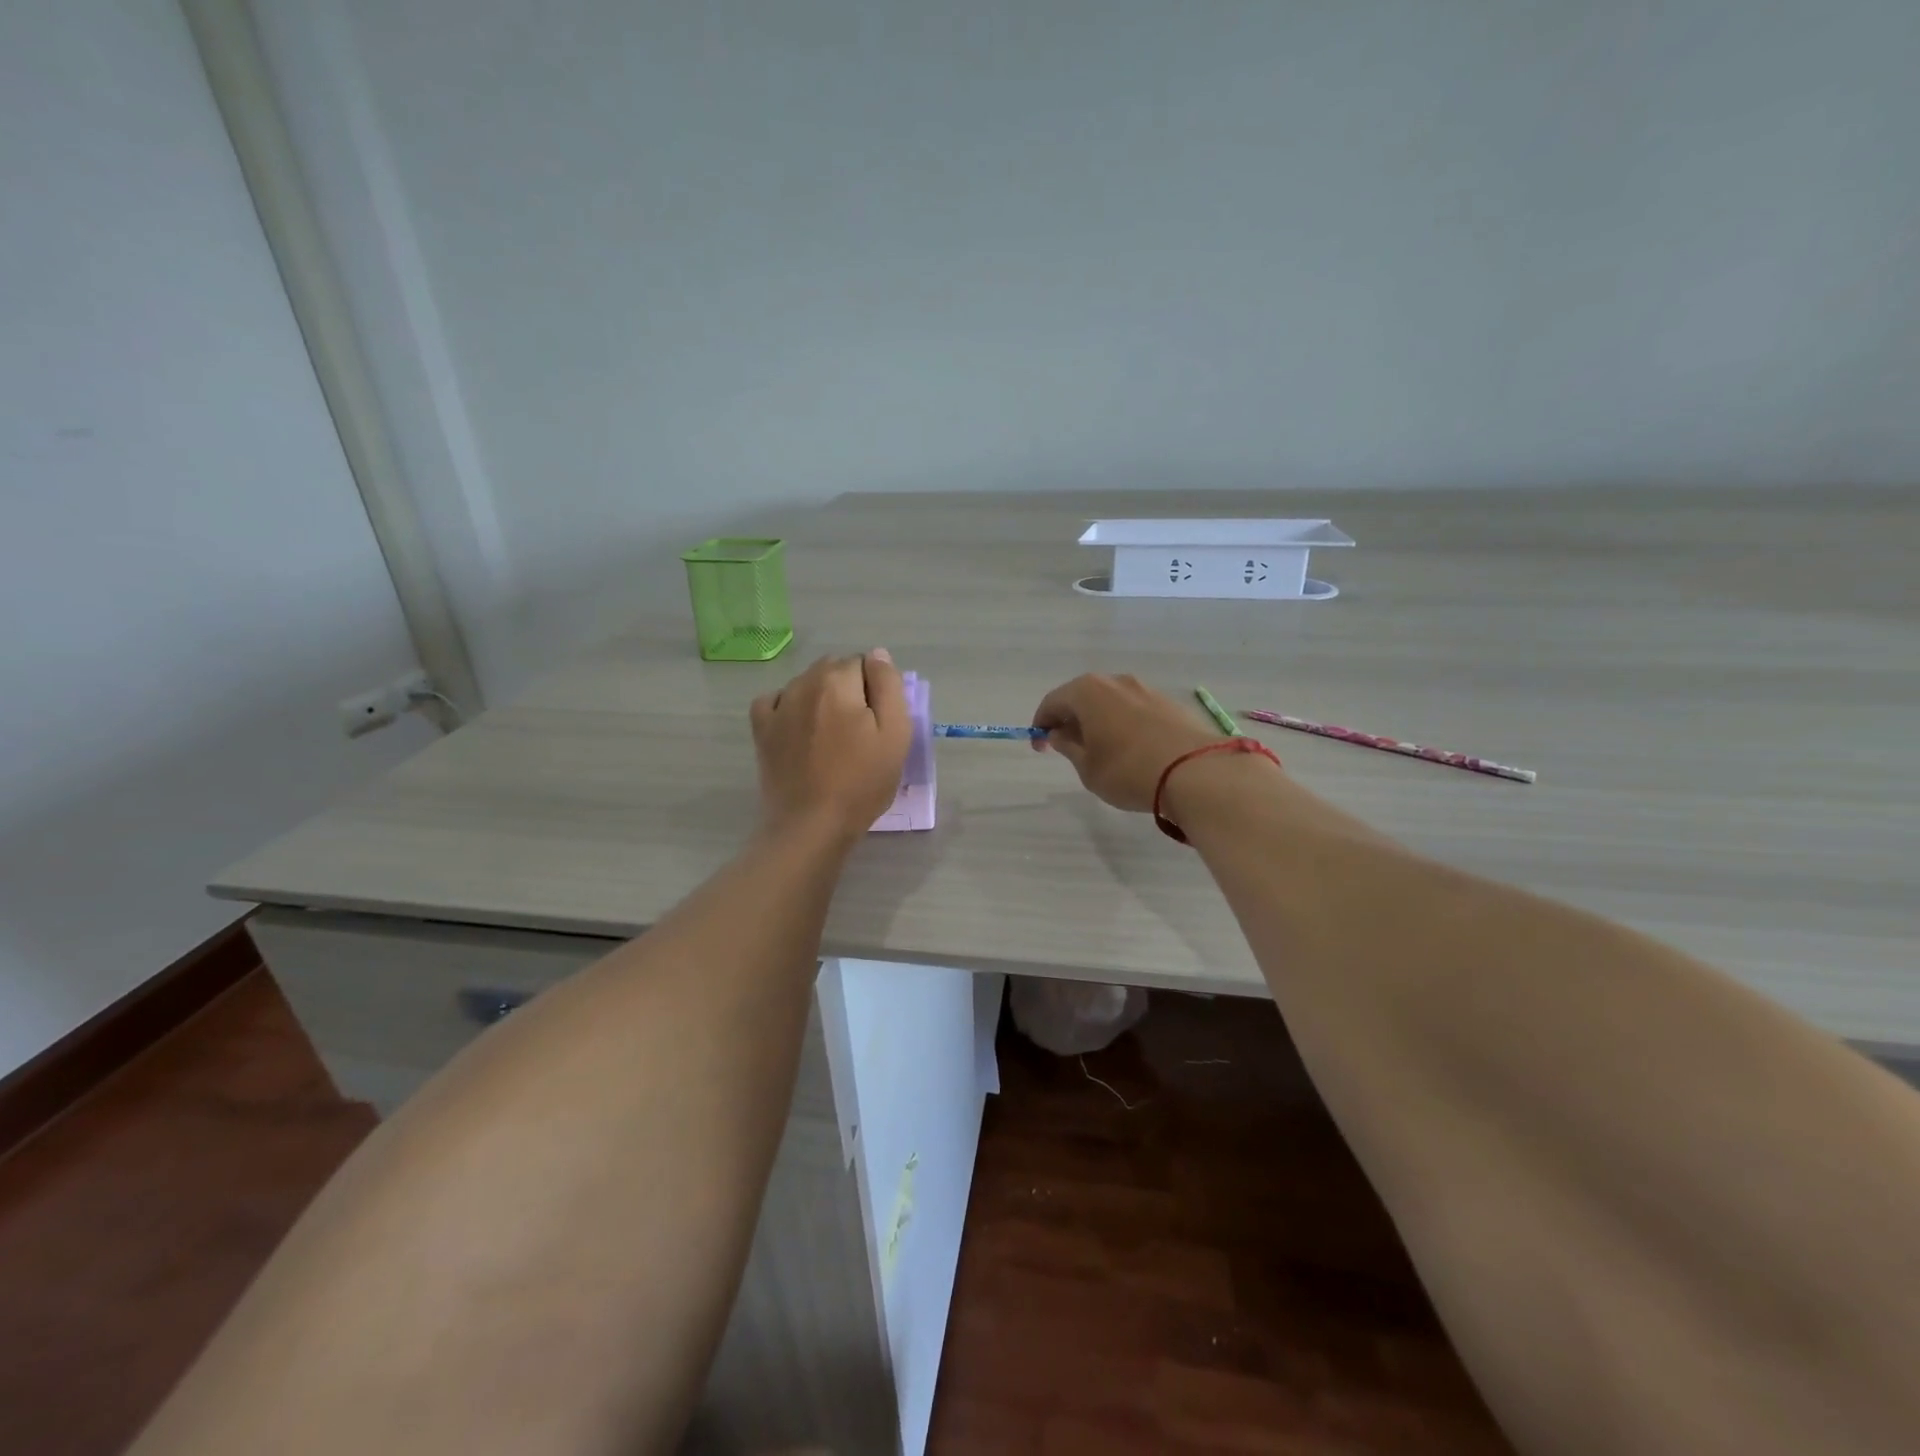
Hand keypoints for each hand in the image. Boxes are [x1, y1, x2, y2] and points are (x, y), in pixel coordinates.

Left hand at [751, 650, 909, 843]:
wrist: (811, 825)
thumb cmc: (861, 782)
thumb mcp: (895, 734)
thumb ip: (889, 686)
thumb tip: (877, 655)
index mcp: (838, 681)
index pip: (864, 663)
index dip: (876, 690)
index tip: (879, 722)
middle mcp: (804, 683)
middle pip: (834, 669)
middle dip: (849, 689)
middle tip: (860, 731)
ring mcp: (778, 705)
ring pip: (806, 683)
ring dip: (821, 697)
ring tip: (831, 737)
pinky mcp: (762, 729)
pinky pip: (776, 700)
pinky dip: (789, 706)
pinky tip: (799, 729)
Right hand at [1030, 674, 1226, 812]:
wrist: (1197, 772)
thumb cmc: (1128, 771)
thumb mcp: (1088, 768)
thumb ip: (1068, 747)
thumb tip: (1060, 734)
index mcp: (1087, 691)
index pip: (1052, 702)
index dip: (1041, 725)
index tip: (1040, 748)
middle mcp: (1116, 682)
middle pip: (1082, 697)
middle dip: (1071, 720)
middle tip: (1068, 747)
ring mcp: (1146, 689)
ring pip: (1111, 702)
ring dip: (1099, 721)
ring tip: (1101, 750)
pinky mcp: (1170, 703)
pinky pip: (1135, 710)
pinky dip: (1124, 724)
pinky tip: (1131, 749)